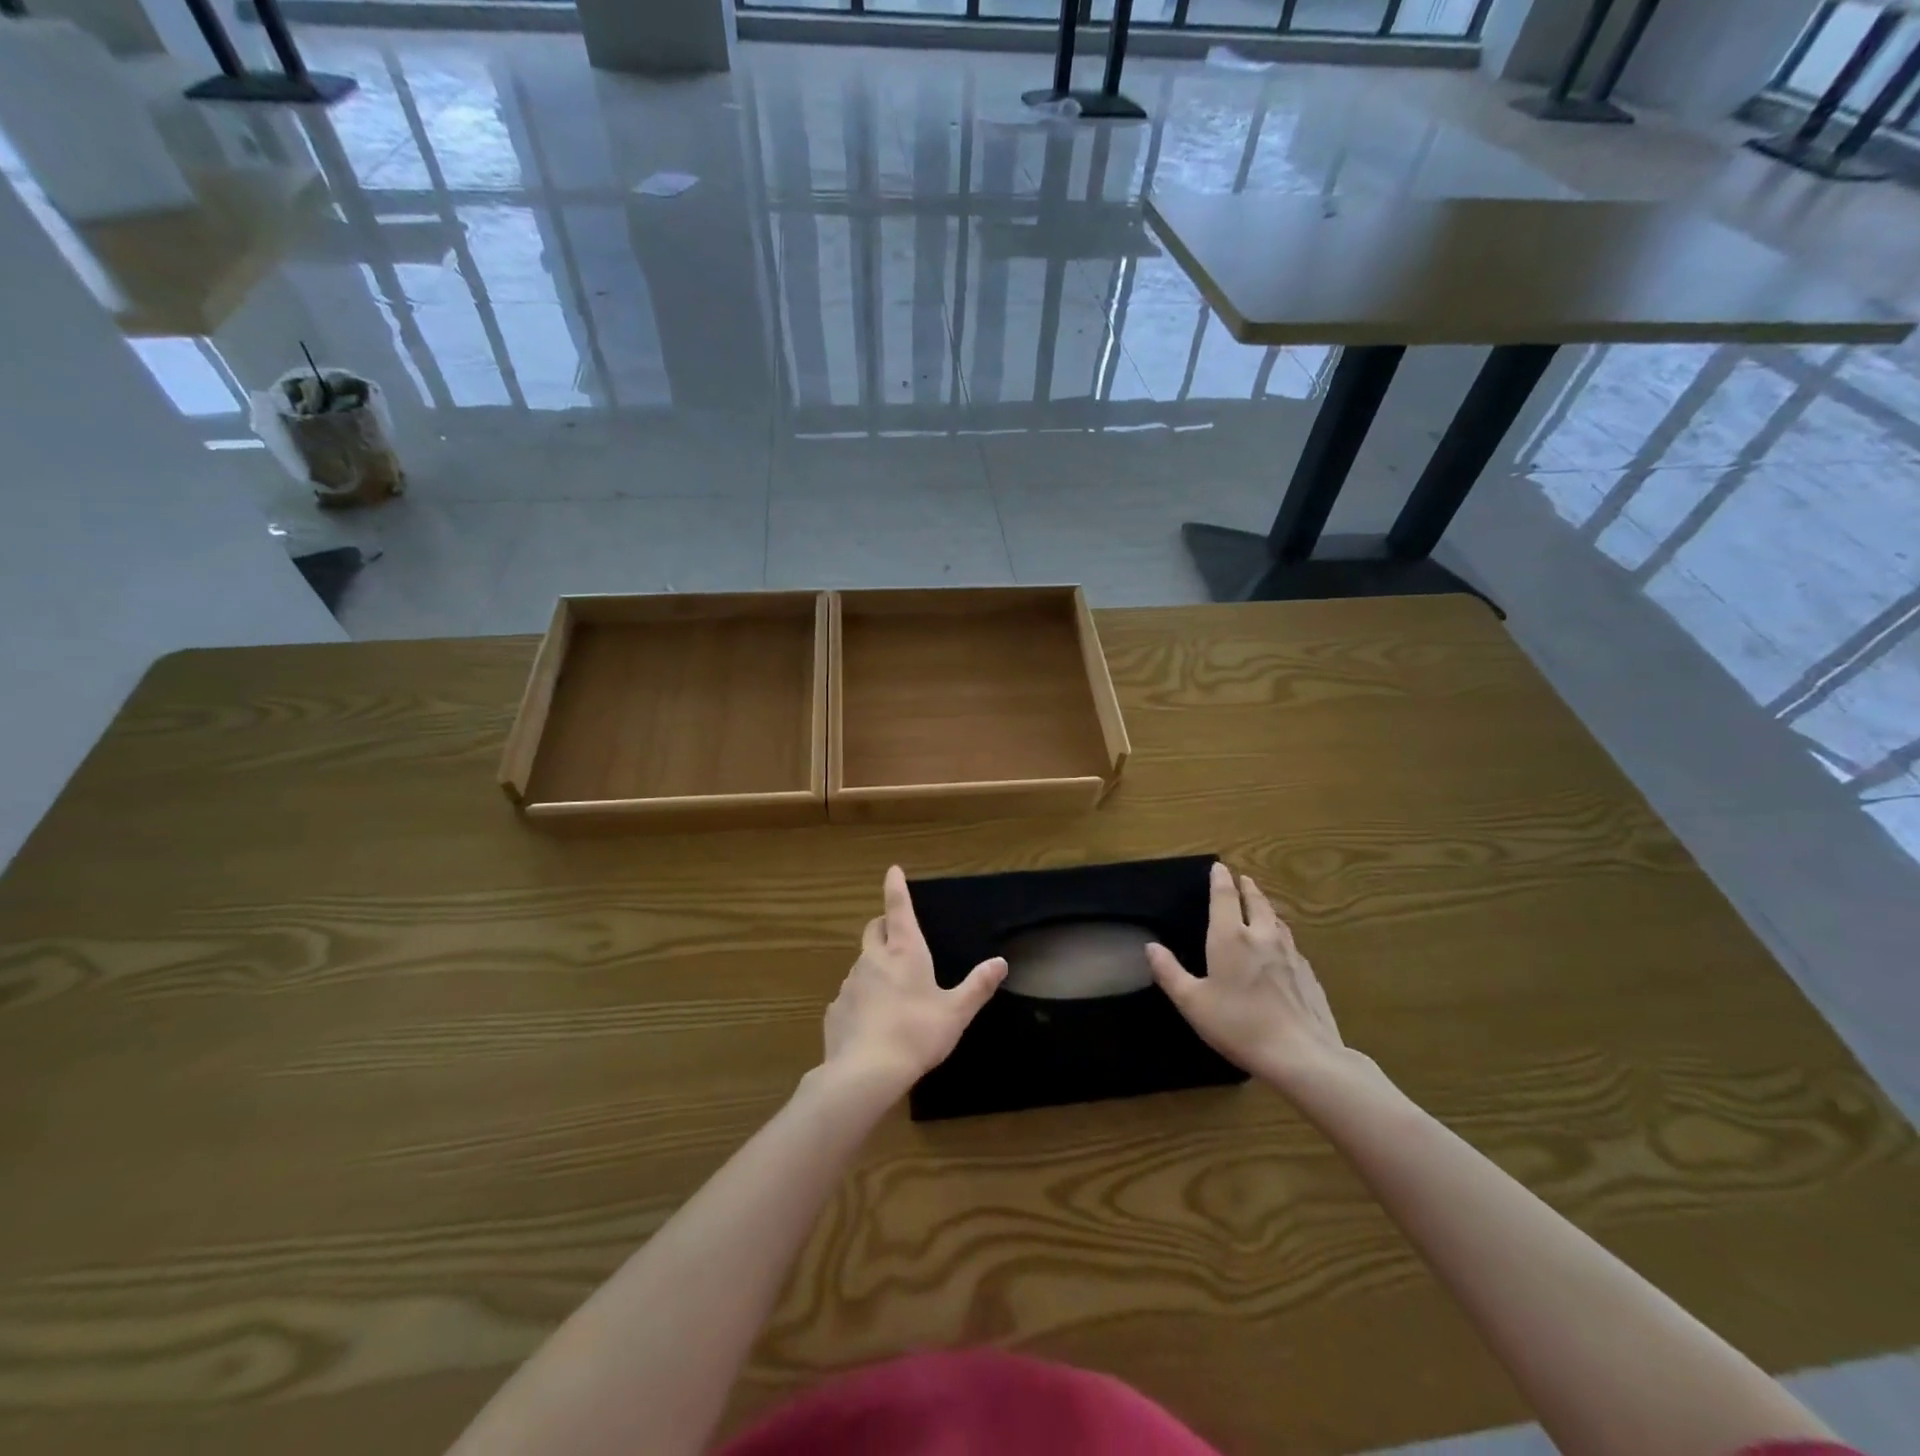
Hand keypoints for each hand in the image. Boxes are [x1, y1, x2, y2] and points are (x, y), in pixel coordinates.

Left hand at [821, 866, 1006, 1097]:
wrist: (865, 1072)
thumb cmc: (917, 1034)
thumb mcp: (956, 1013)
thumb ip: (978, 986)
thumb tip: (1000, 962)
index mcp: (905, 952)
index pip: (897, 908)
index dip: (896, 886)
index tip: (893, 870)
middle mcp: (874, 959)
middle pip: (874, 929)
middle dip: (884, 925)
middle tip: (896, 934)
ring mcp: (850, 982)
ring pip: (862, 962)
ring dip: (875, 965)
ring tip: (891, 990)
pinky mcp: (836, 1008)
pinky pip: (851, 994)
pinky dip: (862, 998)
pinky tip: (872, 1022)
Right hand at [1146, 862, 1350, 1089]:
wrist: (1302, 1055)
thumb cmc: (1239, 1025)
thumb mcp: (1192, 1003)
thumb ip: (1169, 972)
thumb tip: (1151, 946)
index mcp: (1230, 937)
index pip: (1224, 897)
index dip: (1220, 879)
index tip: (1219, 866)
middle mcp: (1262, 936)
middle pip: (1256, 902)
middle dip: (1247, 888)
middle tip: (1243, 878)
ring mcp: (1290, 954)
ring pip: (1277, 920)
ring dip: (1266, 907)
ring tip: (1261, 905)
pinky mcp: (1308, 974)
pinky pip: (1291, 943)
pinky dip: (1281, 933)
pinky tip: (1281, 946)